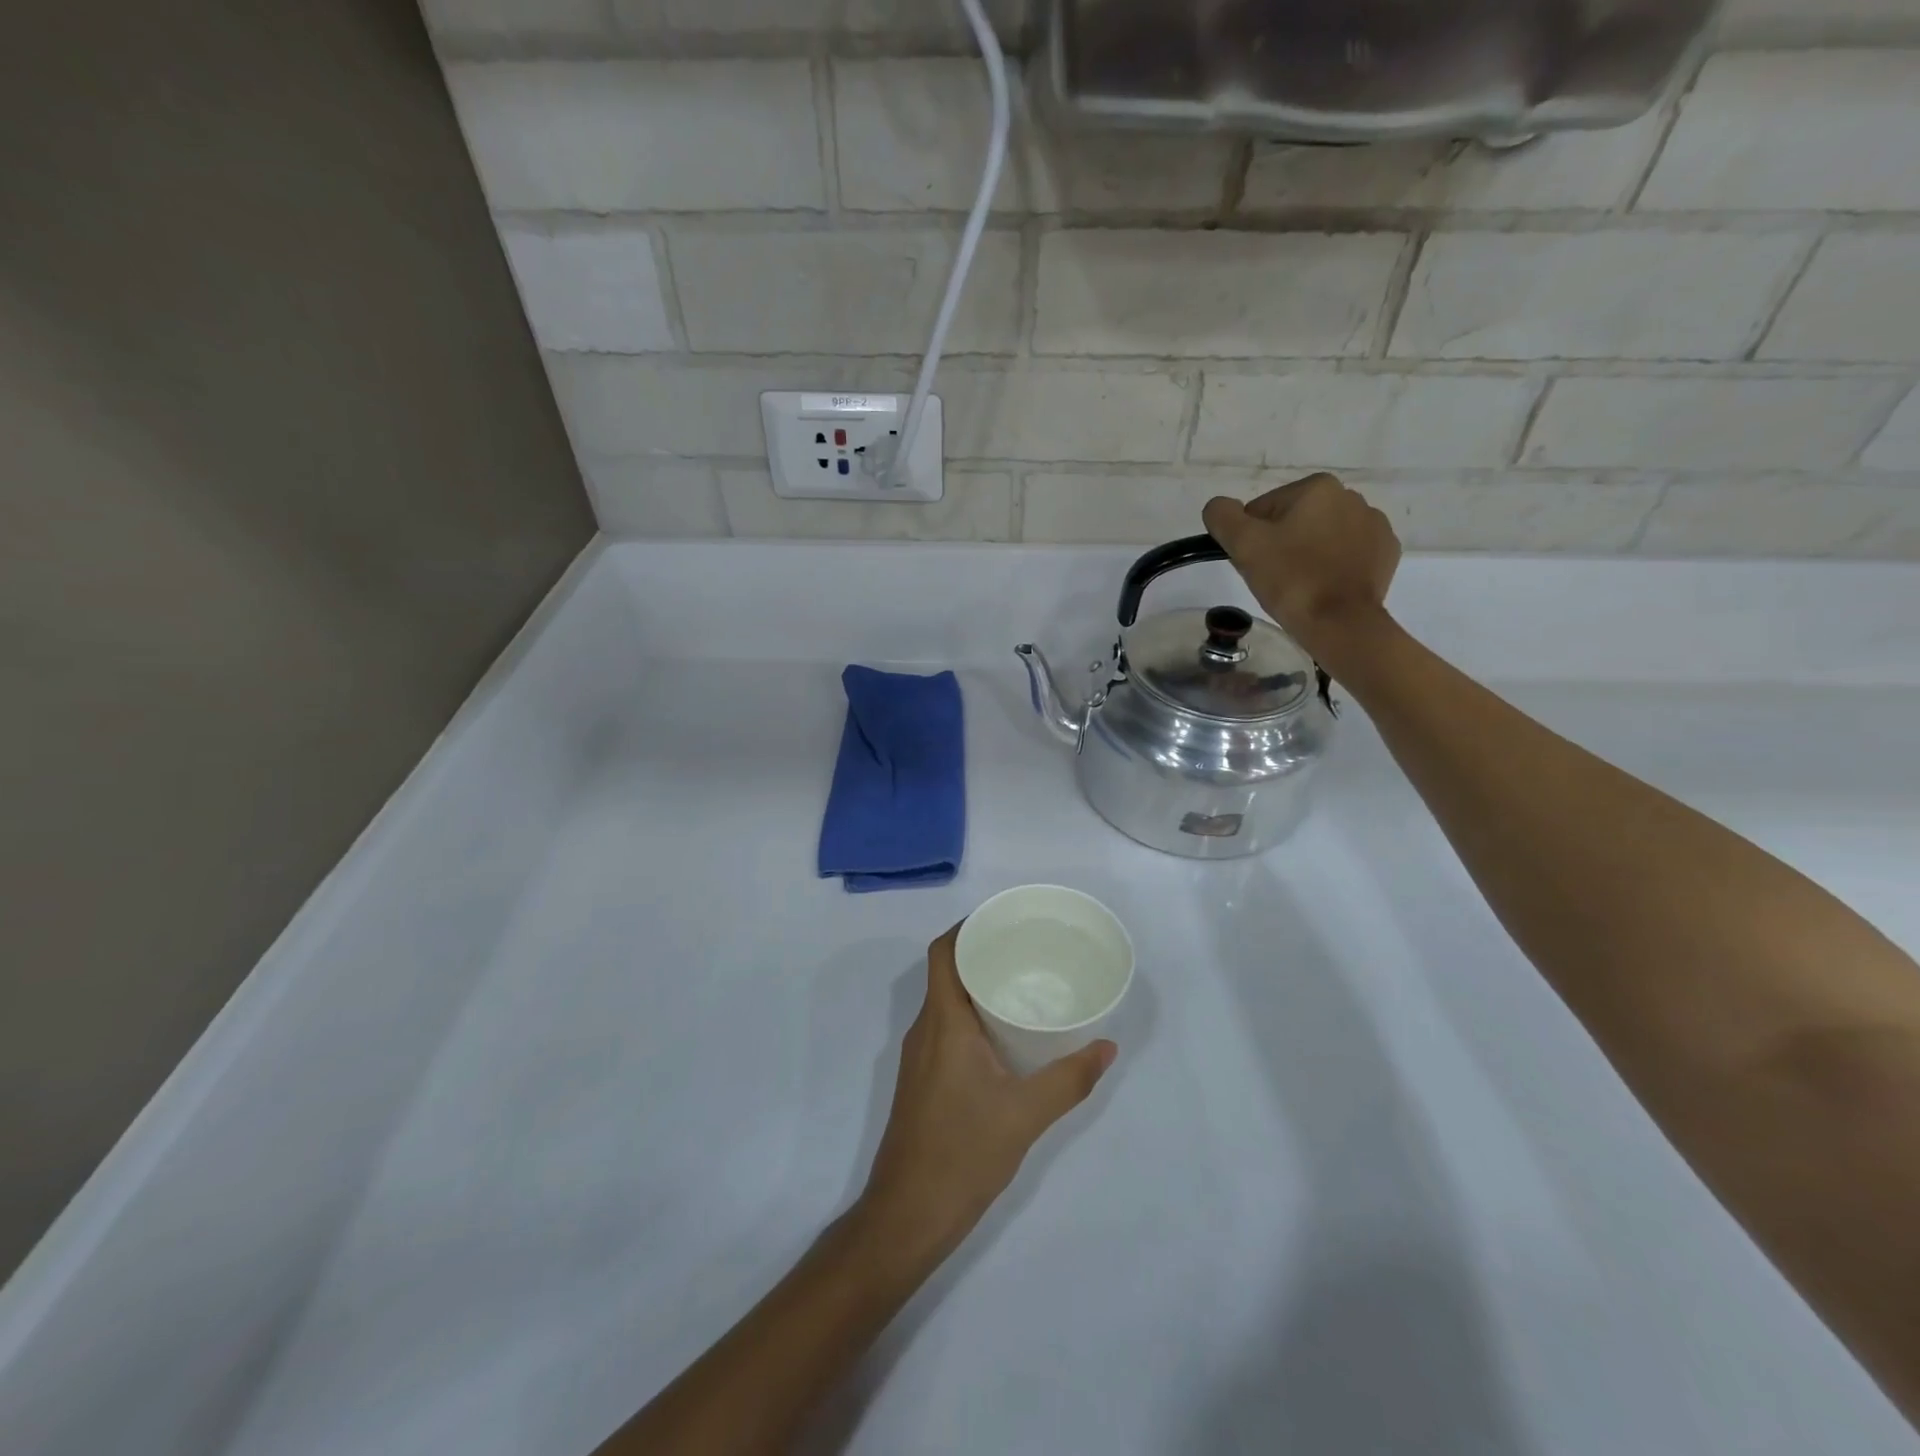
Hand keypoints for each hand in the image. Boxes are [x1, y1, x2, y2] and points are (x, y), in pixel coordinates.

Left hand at [854, 925, 1115, 1270]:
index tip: (1003, 921)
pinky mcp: (923, 1080)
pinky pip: (946, 1028)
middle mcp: (925, 1030)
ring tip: (1022, 983)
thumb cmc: (962, 1154)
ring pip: (946, 1002)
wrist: (907, 1215)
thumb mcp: (1025, 1116)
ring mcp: (920, 1056)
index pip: (943, 953)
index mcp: (943, 1022)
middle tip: (1026, 949)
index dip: (966, 927)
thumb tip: (1107, 1046)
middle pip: (946, 971)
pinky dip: (972, 1016)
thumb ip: (1069, 1079)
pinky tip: (1004, 1034)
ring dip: (976, 986)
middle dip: (981, 954)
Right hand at [1202, 474, 1401, 657]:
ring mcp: (1374, 525)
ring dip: (1309, 553)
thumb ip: (1222, 516)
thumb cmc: (1290, 580)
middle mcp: (1351, 497)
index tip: (1256, 564)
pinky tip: (1326, 586)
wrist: (1341, 623)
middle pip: (1295, 520)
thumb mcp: (1243, 545)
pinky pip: (1349, 553)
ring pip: (1323, 536)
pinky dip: (1335, 565)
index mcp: (1317, 487)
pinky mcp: (1386, 553)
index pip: (1264, 509)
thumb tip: (1219, 507)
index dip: (1252, 538)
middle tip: (1275, 577)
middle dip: (1282, 544)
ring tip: (1301, 584)